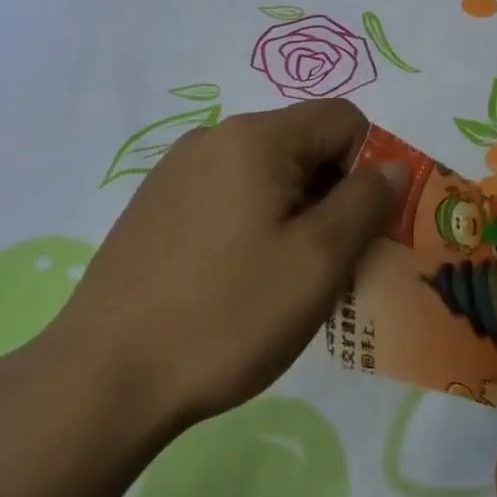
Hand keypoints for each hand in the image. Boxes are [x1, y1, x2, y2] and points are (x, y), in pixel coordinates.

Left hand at [47, 99, 405, 433]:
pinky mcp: (154, 207)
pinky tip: (236, 284)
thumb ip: (366, 202)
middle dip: (332, 196)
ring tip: (284, 282)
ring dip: (294, 215)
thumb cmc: (227, 315)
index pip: (343, 119)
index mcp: (255, 138)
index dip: (369, 166)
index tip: (362, 228)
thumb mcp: (317, 261)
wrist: (103, 377)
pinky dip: (253, 226)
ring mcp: (176, 172)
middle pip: (303, 145)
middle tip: (330, 265)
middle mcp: (213, 138)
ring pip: (266, 175)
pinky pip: (227, 197)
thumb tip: (392, 166)